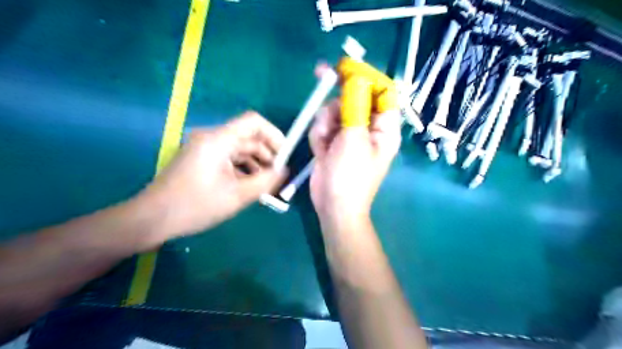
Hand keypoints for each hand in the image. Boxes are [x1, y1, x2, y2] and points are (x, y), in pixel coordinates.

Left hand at [138, 112, 285, 237]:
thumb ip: (266, 181)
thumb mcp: (237, 196)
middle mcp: (212, 138)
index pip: (254, 122)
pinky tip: (250, 187)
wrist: (151, 219)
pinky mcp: (201, 159)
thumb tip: (285, 171)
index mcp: (219, 140)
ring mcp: (205, 148)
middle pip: (249, 138)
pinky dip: (243, 169)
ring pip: (240, 150)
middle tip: (279, 178)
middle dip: (268, 156)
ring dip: (257, 165)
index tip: (285, 157)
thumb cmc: (195, 206)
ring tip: (266, 186)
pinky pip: (229, 158)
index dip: (274, 135)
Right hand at [308, 80, 400, 226]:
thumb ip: (354, 105)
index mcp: (384, 127)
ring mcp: (349, 135)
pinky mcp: (333, 142)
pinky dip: (319, 135)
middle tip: (320, 74)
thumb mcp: (354, 138)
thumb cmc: (350, 176)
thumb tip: (356, 77)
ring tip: (324, 141)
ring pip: (334, 111)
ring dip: (325, 122)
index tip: (346, 67)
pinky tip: (320, 150)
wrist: (333, 206)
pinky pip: (324, 126)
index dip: (365, 77)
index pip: (382, 91)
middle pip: (354, 98)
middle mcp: (369, 128)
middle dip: (337, 98)